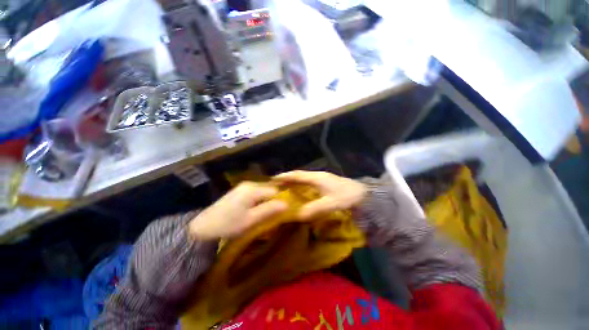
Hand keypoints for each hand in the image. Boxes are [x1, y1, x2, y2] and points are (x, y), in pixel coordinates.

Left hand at [189, 182, 287, 239]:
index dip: (279, 200)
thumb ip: (269, 210)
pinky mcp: (239, 190)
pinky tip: (254, 208)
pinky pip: (255, 192)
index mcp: (253, 189)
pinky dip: (259, 199)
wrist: (202, 227)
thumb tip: (287, 204)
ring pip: (262, 190)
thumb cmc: (229, 225)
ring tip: (263, 212)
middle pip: (269, 189)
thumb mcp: (251, 220)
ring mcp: (243, 186)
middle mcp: (249, 184)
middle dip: (273, 200)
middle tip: (272, 213)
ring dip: (266, 200)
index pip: (274, 191)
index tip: (279, 212)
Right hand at [272, 171, 366, 219]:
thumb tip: (298, 215)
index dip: (285, 177)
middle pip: (299, 176)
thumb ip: (314, 209)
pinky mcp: (326, 184)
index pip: (297, 175)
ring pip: (304, 180)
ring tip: (284, 189)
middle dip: (287, 179)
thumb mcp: (331, 203)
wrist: (365, 194)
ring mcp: (323, 180)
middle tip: (275, 186)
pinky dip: (302, 187)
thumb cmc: (348, 196)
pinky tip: (300, 193)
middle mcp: (318, 176)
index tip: (273, 179)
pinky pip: (309, 184)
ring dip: (294, 183)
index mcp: (317, 178)